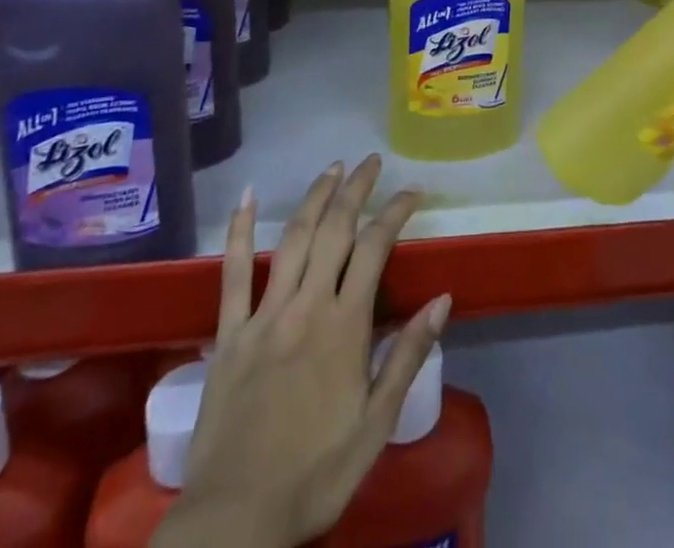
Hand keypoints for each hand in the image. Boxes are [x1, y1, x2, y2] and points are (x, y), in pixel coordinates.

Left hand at [156, 157, 450, 547]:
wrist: (235, 521)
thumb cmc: (315, 474)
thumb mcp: (376, 424)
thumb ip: (407, 356)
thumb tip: (442, 299)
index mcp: (344, 326)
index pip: (376, 248)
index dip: (396, 212)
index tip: (413, 191)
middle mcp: (306, 306)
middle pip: (335, 230)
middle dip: (356, 189)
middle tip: (371, 162)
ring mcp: (264, 315)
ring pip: (293, 238)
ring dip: (315, 197)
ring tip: (333, 168)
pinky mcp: (230, 333)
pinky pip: (233, 272)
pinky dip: (239, 230)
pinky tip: (246, 196)